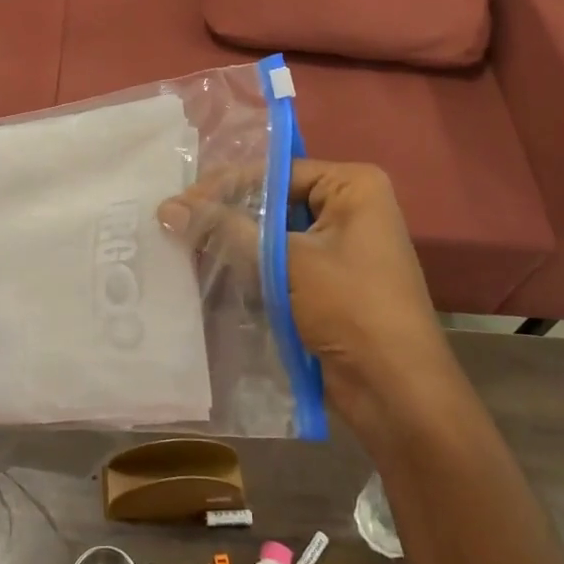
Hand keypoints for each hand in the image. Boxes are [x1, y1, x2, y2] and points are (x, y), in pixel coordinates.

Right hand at [158, 162, 456, 437]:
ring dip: (234, 243)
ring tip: (182, 244)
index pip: (277, 172)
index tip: (181, 200)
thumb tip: (168, 208)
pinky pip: (281, 263)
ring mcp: (339, 247)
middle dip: (227, 214)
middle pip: (274, 201)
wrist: (395, 391)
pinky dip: (250, 267)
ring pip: (274, 235)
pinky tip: (209, 271)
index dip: (226, 185)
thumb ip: (228, 230)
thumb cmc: (351, 308)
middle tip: (175, 221)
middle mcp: (349, 208)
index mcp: (353, 187)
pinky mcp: (327, 282)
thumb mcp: (287, 262)